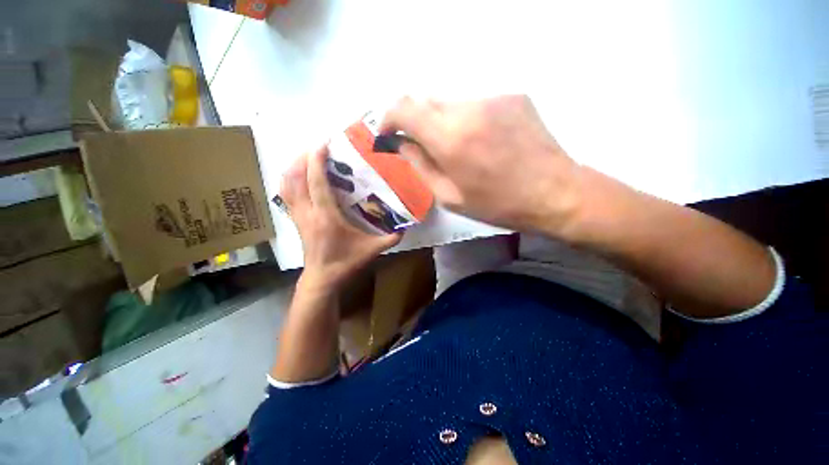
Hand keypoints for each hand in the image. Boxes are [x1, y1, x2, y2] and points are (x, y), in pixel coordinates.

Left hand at [281, 146, 401, 292]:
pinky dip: (289, 181)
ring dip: (294, 167)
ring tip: (307, 157)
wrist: (323, 279)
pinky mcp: (295, 221)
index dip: (317, 160)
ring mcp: (298, 216)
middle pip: (296, 178)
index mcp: (326, 216)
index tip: (322, 143)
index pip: (316, 182)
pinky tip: (298, 176)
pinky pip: (285, 195)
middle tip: (318, 147)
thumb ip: (391, 238)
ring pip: (286, 185)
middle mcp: (308, 212)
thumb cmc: (346, 263)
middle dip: (304, 158)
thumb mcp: (372, 250)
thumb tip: (406, 227)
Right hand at [381, 95, 581, 234]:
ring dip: (443, 122)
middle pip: (426, 101)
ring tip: (458, 149)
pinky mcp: (513, 95)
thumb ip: (420, 166)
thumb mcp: (450, 196)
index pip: (404, 108)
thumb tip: (401, 144)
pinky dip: (468, 119)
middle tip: (424, 147)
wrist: (554, 193)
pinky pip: (476, 103)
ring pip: (451, 102)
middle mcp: (469, 108)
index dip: (390, 118)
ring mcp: (494, 97)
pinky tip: (483, 141)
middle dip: (416, 122)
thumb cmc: (497, 204)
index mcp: (450, 139)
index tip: (389, 133)